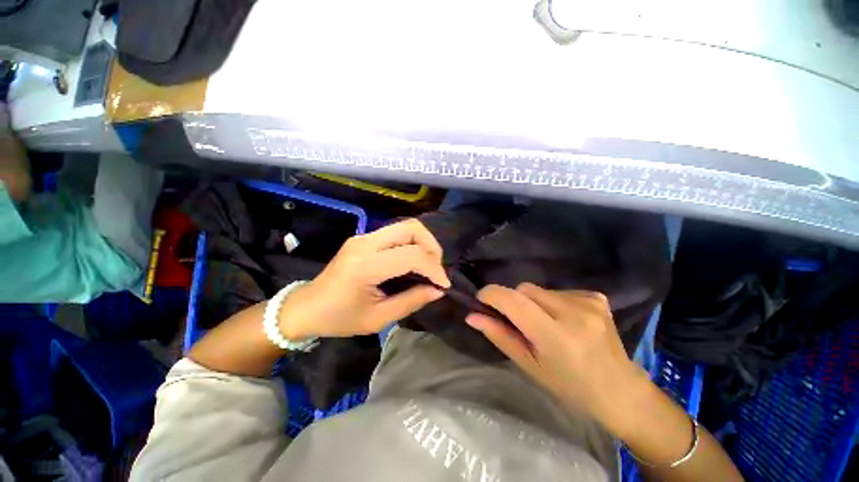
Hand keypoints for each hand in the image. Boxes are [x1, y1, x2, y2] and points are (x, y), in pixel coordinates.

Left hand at [279, 218, 450, 339]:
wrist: (306, 307)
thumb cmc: (339, 318)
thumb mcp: (378, 319)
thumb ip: (411, 301)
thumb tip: (438, 291)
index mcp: (366, 266)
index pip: (411, 255)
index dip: (434, 269)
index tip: (443, 285)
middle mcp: (365, 243)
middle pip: (411, 228)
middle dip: (432, 247)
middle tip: (436, 269)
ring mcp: (363, 236)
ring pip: (405, 226)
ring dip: (423, 242)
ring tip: (428, 265)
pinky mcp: (364, 237)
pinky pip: (396, 232)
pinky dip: (412, 243)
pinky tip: (413, 261)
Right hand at [467, 283, 646, 427]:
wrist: (621, 391)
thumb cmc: (570, 387)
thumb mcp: (529, 366)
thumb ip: (499, 336)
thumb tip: (471, 316)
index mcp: (556, 336)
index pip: (513, 301)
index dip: (491, 294)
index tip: (481, 300)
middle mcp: (574, 313)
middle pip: (525, 289)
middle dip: (513, 301)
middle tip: (518, 323)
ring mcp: (589, 302)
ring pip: (540, 290)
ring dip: (533, 303)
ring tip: (545, 325)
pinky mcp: (596, 297)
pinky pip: (558, 290)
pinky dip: (551, 302)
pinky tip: (564, 320)